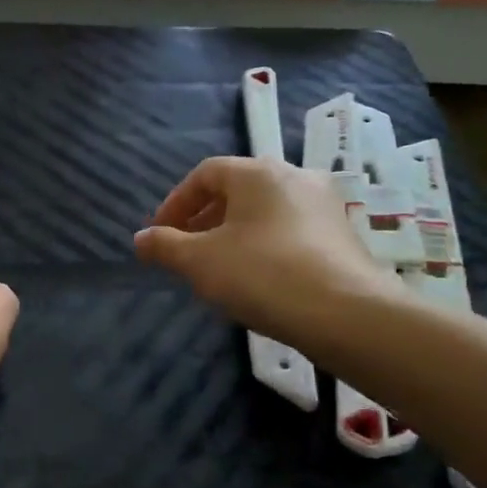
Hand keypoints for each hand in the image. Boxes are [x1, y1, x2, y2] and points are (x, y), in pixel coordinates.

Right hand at [134, 157, 404, 353]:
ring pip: (264, 212)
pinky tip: (257, 279)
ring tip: (217, 268)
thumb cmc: (262, 275)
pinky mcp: (342, 236)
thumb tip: (140, 239)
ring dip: (233, 233)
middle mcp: (295, 177)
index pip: (205, 174)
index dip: (176, 202)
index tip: (159, 234)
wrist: (346, 314)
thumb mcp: (199, 262)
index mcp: (258, 173)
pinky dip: (263, 246)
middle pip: (237, 190)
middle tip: (185, 250)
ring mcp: (324, 206)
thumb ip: (165, 246)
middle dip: (204, 219)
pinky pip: (289, 231)